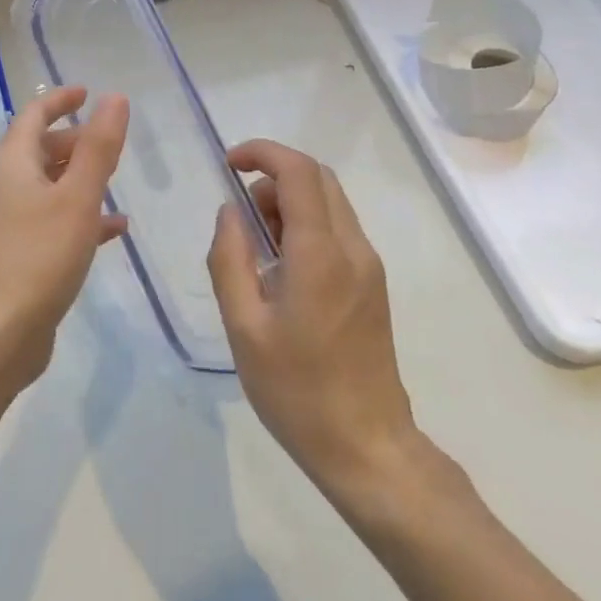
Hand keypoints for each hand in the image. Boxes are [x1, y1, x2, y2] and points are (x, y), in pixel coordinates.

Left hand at [0, 86, 129, 399]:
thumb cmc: (37, 257)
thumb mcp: (77, 197)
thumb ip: (99, 148)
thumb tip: (115, 98)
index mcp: (12, 163)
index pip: (33, 115)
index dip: (60, 99)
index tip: (88, 92)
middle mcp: (5, 186)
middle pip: (41, 149)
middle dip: (75, 141)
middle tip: (112, 142)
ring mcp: (9, 222)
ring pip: (49, 187)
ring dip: (80, 180)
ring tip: (118, 182)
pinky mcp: (19, 255)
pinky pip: (53, 221)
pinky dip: (81, 217)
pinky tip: (114, 231)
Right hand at [208, 139, 421, 507]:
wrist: (368, 448)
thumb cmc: (297, 390)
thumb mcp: (243, 326)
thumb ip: (230, 258)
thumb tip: (230, 212)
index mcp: (321, 255)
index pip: (299, 172)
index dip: (262, 153)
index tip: (228, 164)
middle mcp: (353, 249)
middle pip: (319, 178)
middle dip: (273, 175)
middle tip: (240, 213)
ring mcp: (369, 267)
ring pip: (330, 202)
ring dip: (289, 201)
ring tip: (255, 246)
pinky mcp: (372, 285)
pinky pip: (337, 230)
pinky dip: (304, 224)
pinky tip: (280, 267)